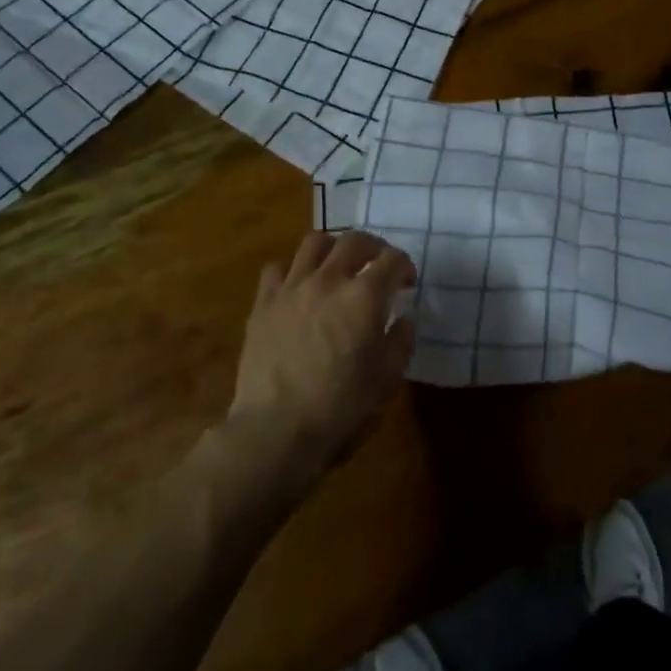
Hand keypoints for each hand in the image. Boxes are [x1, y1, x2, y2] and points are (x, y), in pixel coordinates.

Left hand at [229, 230, 417, 479]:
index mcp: (365, 297)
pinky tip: (298, 288)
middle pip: (355, 240)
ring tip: (338, 265)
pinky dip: (292, 271)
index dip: (405, 266)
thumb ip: (400, 341)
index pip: (392, 260)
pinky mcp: (263, 303)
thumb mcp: (387, 380)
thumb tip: (403, 319)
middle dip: (374, 247)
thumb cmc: (340, 408)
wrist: (275, 431)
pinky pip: (276, 269)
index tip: (407, 283)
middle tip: (378, 265)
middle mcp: (329, 280)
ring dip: (333, 248)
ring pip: (314, 242)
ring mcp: (292, 287)